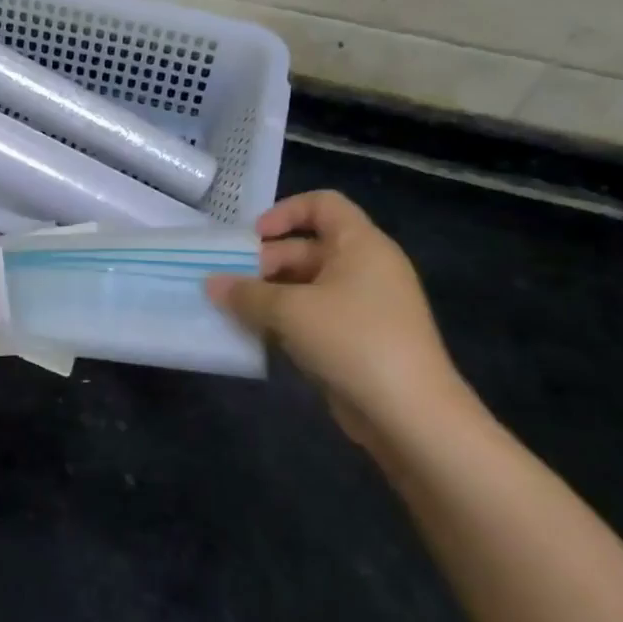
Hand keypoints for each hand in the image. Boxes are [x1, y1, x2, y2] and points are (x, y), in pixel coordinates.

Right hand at [205, 191, 468, 444]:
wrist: (412, 416)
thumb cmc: (352, 341)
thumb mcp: (290, 311)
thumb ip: (245, 293)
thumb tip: (210, 283)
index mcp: (360, 245)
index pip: (323, 204)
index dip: (285, 212)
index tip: (253, 238)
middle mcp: (365, 268)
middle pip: (306, 248)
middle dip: (264, 263)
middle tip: (229, 285)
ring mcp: (364, 306)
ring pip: (306, 286)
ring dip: (269, 295)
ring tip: (234, 311)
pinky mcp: (358, 340)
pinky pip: (314, 316)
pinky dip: (285, 321)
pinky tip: (257, 336)